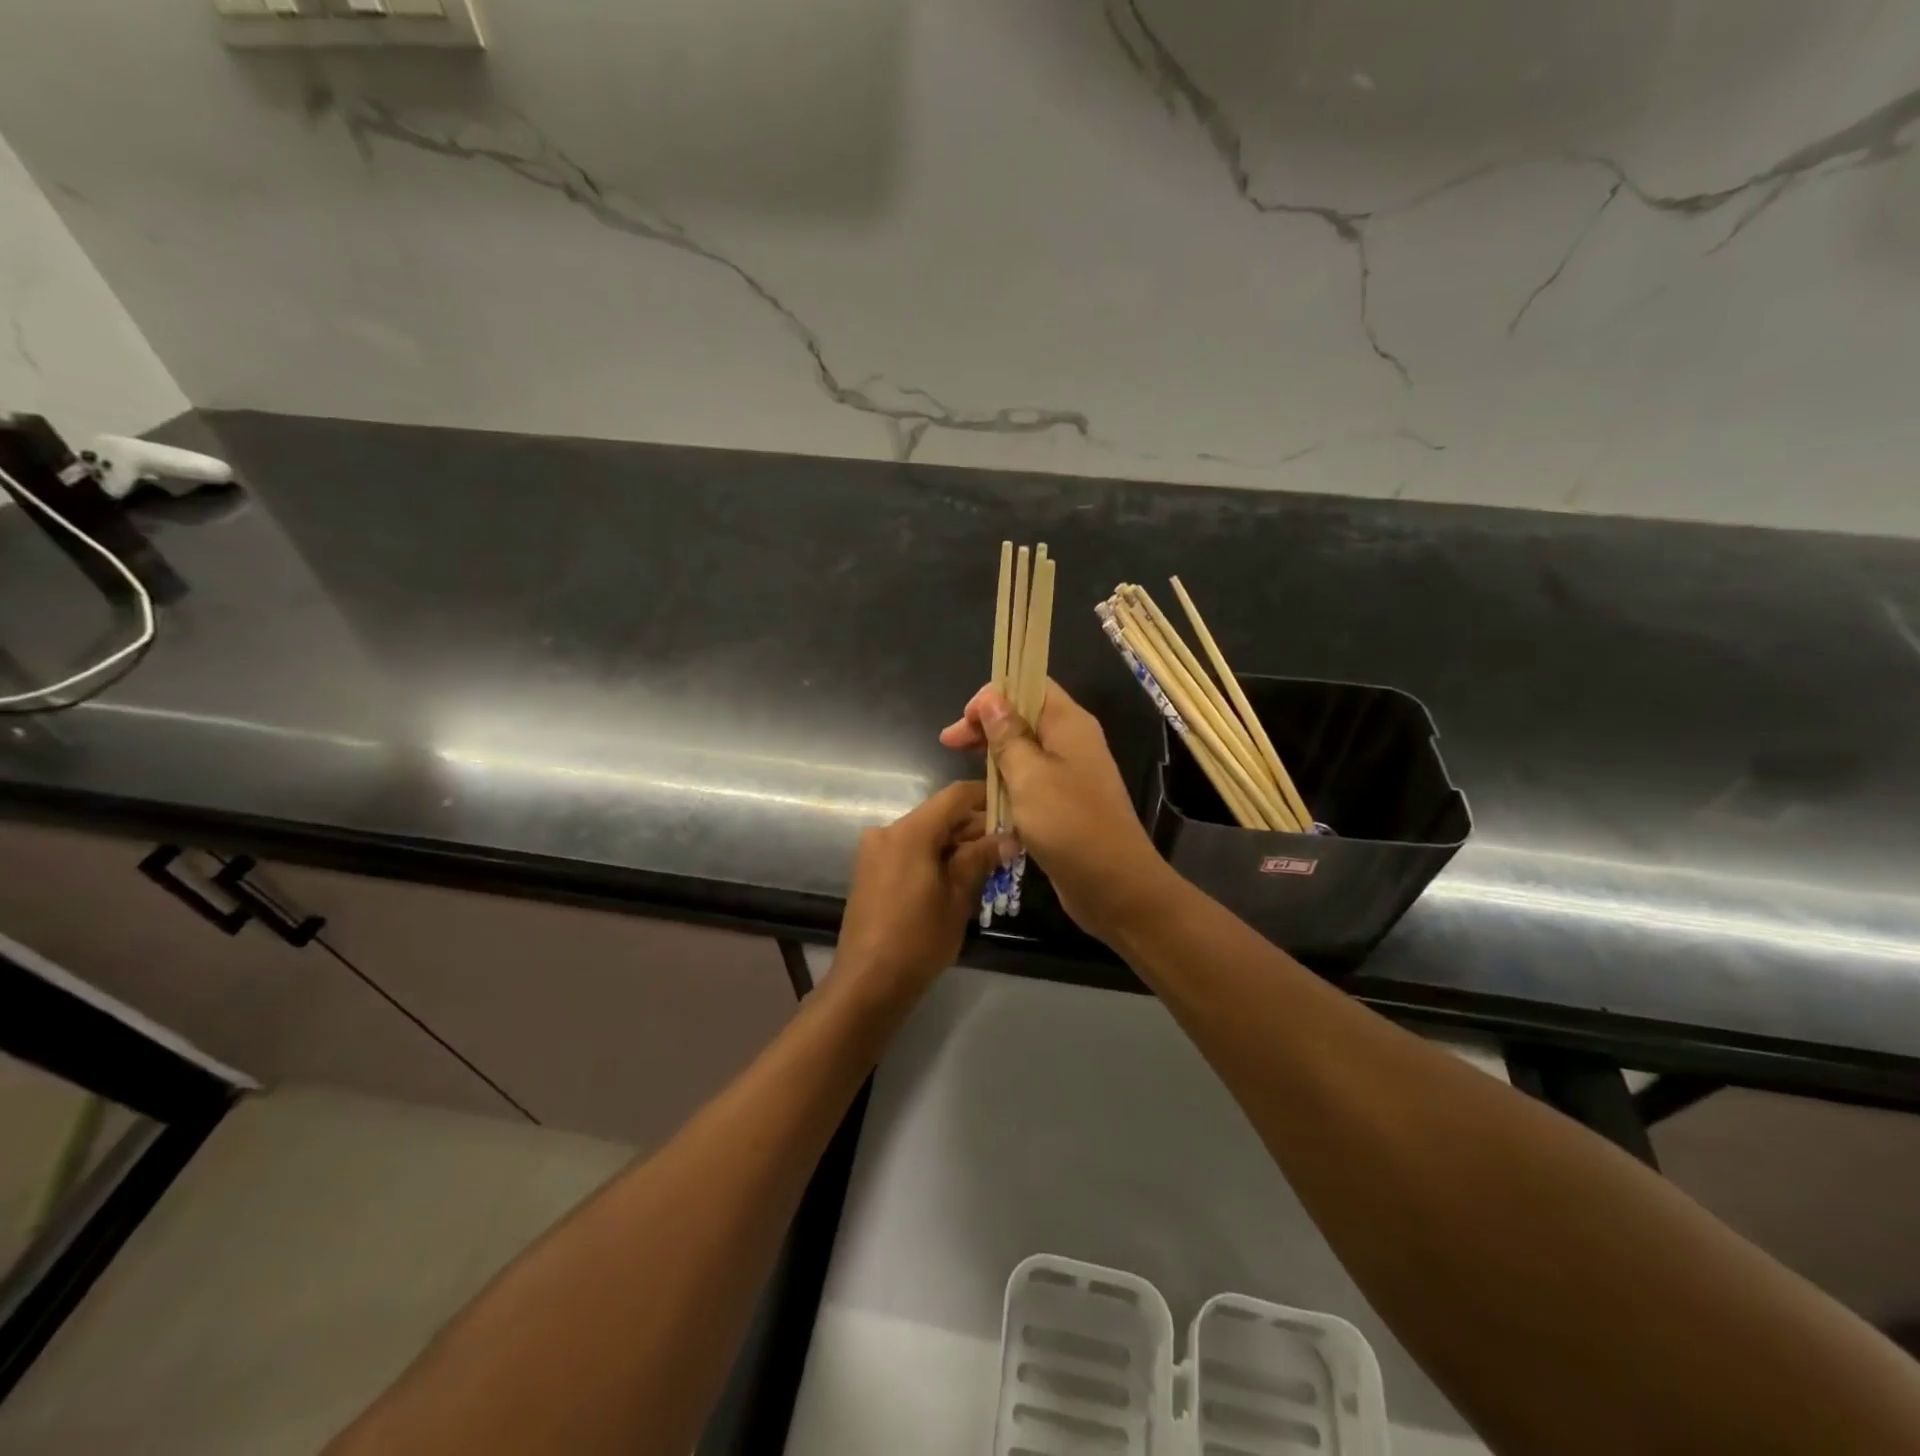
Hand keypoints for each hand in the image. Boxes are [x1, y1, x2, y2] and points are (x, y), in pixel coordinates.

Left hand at [834, 781, 1009, 997]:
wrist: (867, 982)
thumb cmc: (918, 939)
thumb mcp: (957, 898)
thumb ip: (980, 859)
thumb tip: (1008, 837)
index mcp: (910, 831)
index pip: (956, 796)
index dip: (986, 797)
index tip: (1013, 809)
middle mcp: (888, 831)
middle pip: (939, 815)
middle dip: (974, 828)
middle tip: (1008, 847)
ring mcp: (875, 851)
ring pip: (924, 834)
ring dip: (955, 845)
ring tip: (988, 867)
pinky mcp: (870, 870)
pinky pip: (909, 851)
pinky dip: (933, 856)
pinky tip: (956, 879)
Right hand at [940, 682, 1174, 939]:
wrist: (1114, 885)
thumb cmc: (1069, 824)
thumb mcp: (1028, 775)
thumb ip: (1007, 735)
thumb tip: (991, 696)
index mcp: (1069, 723)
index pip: (1029, 684)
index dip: (993, 694)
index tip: (965, 722)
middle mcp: (1073, 740)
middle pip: (1024, 715)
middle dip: (986, 725)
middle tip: (949, 744)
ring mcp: (1072, 772)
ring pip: (1026, 749)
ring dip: (995, 754)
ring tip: (964, 768)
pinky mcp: (1066, 802)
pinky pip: (1032, 778)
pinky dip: (1009, 780)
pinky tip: (989, 795)